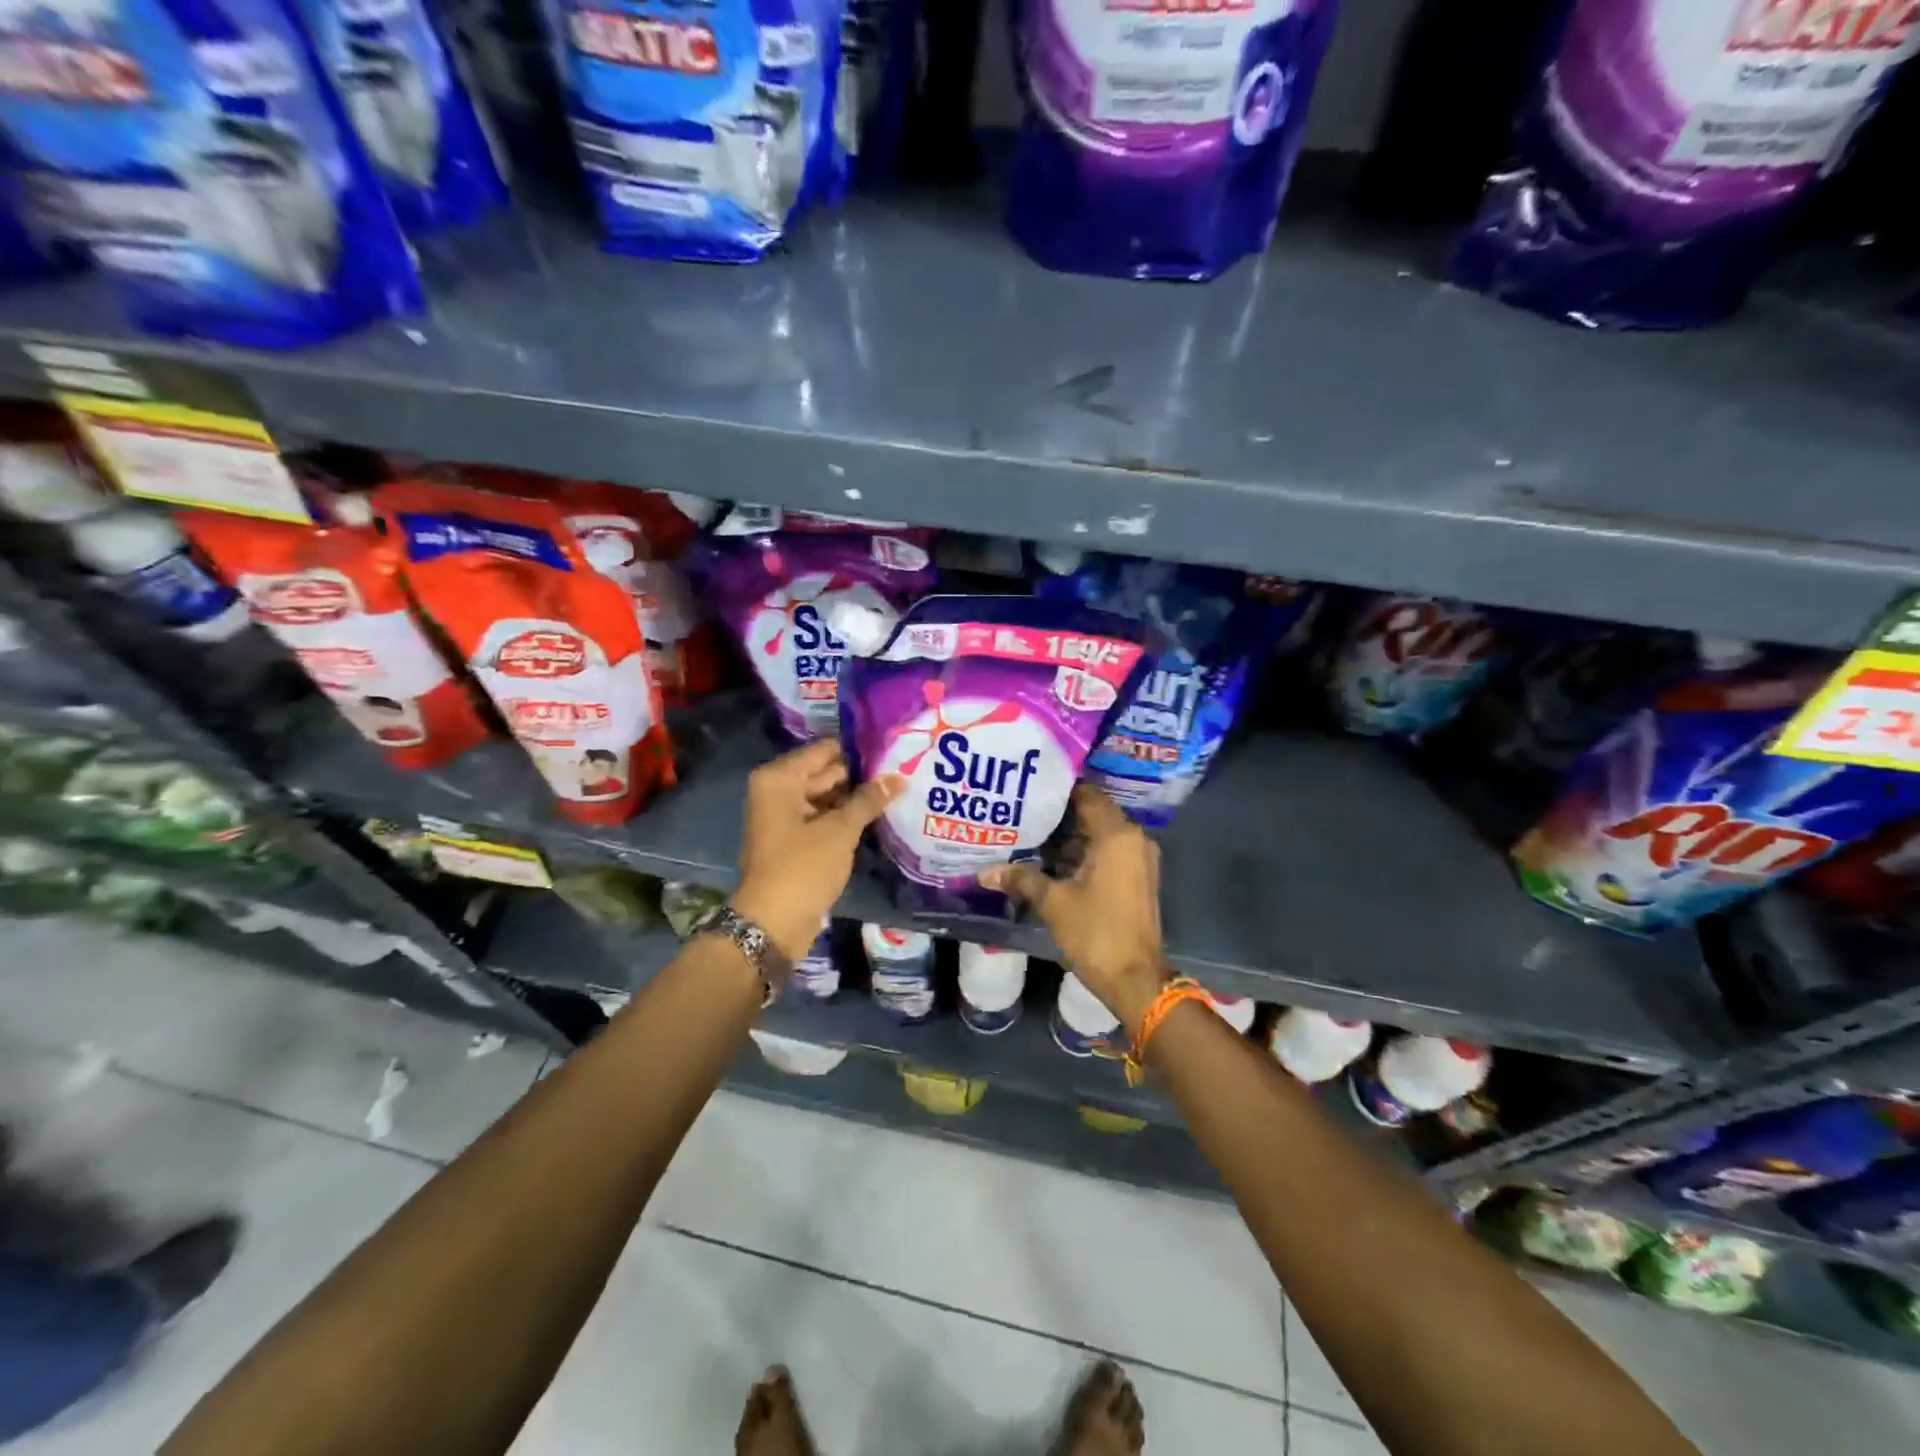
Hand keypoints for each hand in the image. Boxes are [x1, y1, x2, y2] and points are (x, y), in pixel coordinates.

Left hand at [731, 740, 903, 961]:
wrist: (771, 924)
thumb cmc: (802, 868)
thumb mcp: (840, 831)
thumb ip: (868, 800)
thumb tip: (898, 777)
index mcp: (779, 779)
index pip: (825, 750)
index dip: (858, 750)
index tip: (893, 748)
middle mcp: (777, 792)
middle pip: (825, 773)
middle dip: (861, 775)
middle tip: (903, 768)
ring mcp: (784, 817)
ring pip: (826, 797)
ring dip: (856, 798)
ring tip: (899, 789)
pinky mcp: (793, 841)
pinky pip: (823, 819)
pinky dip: (845, 818)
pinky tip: (879, 815)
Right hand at [979, 785, 1167, 1031]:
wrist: (1134, 979)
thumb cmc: (1095, 932)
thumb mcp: (1053, 903)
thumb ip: (1021, 878)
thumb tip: (985, 872)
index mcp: (1117, 835)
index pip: (1087, 795)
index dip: (1058, 790)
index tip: (1029, 786)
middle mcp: (1133, 839)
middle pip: (1092, 814)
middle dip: (1058, 815)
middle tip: (1022, 810)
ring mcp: (1137, 860)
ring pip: (1098, 836)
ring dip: (1068, 837)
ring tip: (1028, 834)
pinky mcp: (1135, 878)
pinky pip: (1106, 853)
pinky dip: (1081, 854)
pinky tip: (1048, 861)